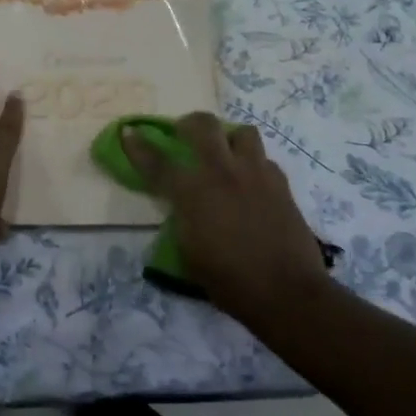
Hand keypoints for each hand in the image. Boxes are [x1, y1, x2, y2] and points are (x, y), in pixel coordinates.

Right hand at [124, 112, 330, 323]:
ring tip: (226, 153)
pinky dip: (255, 165)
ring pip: (242, 132)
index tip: (129, 132)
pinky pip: (265, 160)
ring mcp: (255, 173)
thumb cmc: (230, 280)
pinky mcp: (281, 184)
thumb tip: (181, 206)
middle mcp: (222, 172)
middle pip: (203, 125)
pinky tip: (253, 182)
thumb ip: (182, 219)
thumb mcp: (189, 253)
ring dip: (229, 138)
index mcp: (192, 192)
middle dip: (189, 124)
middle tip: (185, 134)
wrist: (287, 292)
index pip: (157, 161)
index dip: (138, 146)